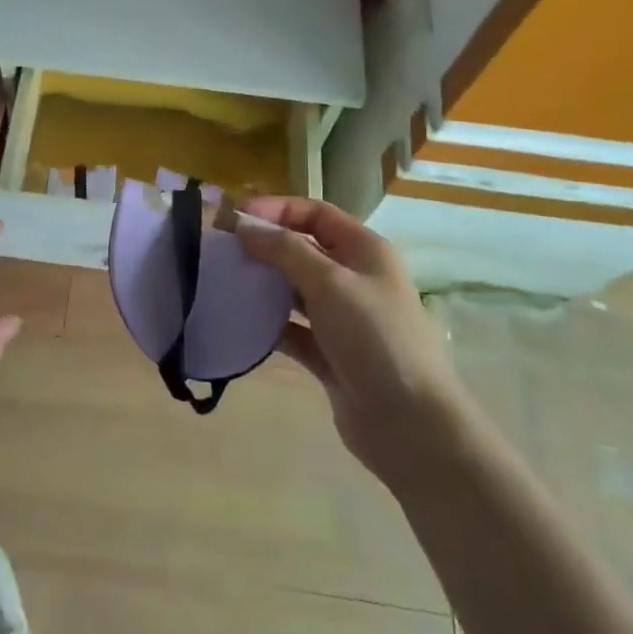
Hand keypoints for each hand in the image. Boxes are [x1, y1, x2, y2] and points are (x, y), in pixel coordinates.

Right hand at [237, 196, 460, 488]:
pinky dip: (269, 324)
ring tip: (223, 281)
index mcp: (365, 250)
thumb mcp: (329, 282)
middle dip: (264, 246)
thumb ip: (285, 250)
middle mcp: (355, 278)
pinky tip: (241, 322)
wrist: (410, 424)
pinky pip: (292, 329)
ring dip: (263, 284)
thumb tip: (245, 226)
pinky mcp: (330, 355)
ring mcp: (343, 319)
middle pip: (302, 249)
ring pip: (295, 290)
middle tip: (221, 248)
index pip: (315, 214)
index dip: (276, 209)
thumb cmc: (374, 337)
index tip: (235, 216)